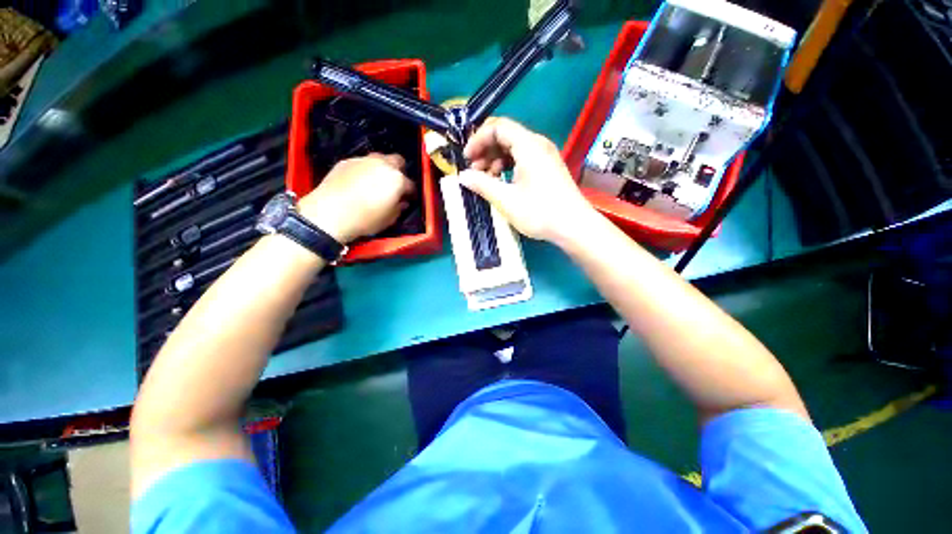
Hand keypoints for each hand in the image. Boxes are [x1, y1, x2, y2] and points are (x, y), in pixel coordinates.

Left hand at [298, 153, 414, 243]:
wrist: (330, 212)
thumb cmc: (366, 219)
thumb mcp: (389, 219)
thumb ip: (399, 208)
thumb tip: (402, 202)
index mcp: (397, 180)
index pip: (411, 184)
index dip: (411, 193)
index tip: (408, 199)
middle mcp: (383, 165)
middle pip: (397, 161)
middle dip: (399, 171)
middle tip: (394, 185)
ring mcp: (363, 160)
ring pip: (379, 158)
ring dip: (382, 168)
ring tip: (376, 181)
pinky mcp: (346, 161)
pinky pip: (361, 163)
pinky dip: (364, 170)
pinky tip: (358, 182)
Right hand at [461, 118, 594, 242]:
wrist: (573, 227)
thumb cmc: (539, 212)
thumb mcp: (506, 199)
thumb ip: (482, 184)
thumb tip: (463, 176)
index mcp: (528, 145)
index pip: (498, 127)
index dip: (478, 139)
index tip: (467, 158)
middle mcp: (538, 144)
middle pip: (506, 136)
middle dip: (486, 151)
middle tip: (474, 171)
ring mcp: (545, 156)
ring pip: (514, 149)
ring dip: (496, 161)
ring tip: (486, 179)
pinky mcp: (548, 168)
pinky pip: (523, 159)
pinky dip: (509, 167)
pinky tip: (502, 183)